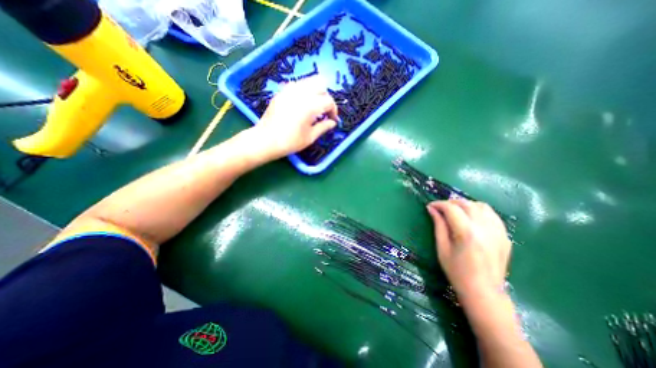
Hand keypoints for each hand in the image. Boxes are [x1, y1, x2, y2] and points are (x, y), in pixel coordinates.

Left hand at [252, 76, 338, 159]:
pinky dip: (304, 91)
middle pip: (321, 85)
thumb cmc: (290, 142)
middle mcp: (301, 93)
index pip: (329, 101)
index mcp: (310, 105)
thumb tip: (333, 122)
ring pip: (309, 81)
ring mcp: (289, 90)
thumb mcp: (310, 137)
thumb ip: (323, 127)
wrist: (266, 140)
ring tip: (314, 106)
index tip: (332, 119)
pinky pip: (297, 85)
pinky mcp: (281, 92)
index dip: (333, 110)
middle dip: (326, 97)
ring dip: (316, 92)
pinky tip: (302, 103)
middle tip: (324, 111)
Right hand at [425, 200, 510, 308]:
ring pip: (482, 206)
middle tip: (441, 208)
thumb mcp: (442, 248)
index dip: (439, 204)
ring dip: (466, 205)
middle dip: (451, 202)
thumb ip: (439, 225)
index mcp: (467, 233)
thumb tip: (432, 209)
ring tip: (457, 211)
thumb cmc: (457, 271)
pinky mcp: (505, 236)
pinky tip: (472, 218)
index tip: (430, 206)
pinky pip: (492, 215)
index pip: (451, 208)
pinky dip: (480, 211)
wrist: (484, 292)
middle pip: (467, 204)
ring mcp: (498, 232)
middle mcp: (484, 228)